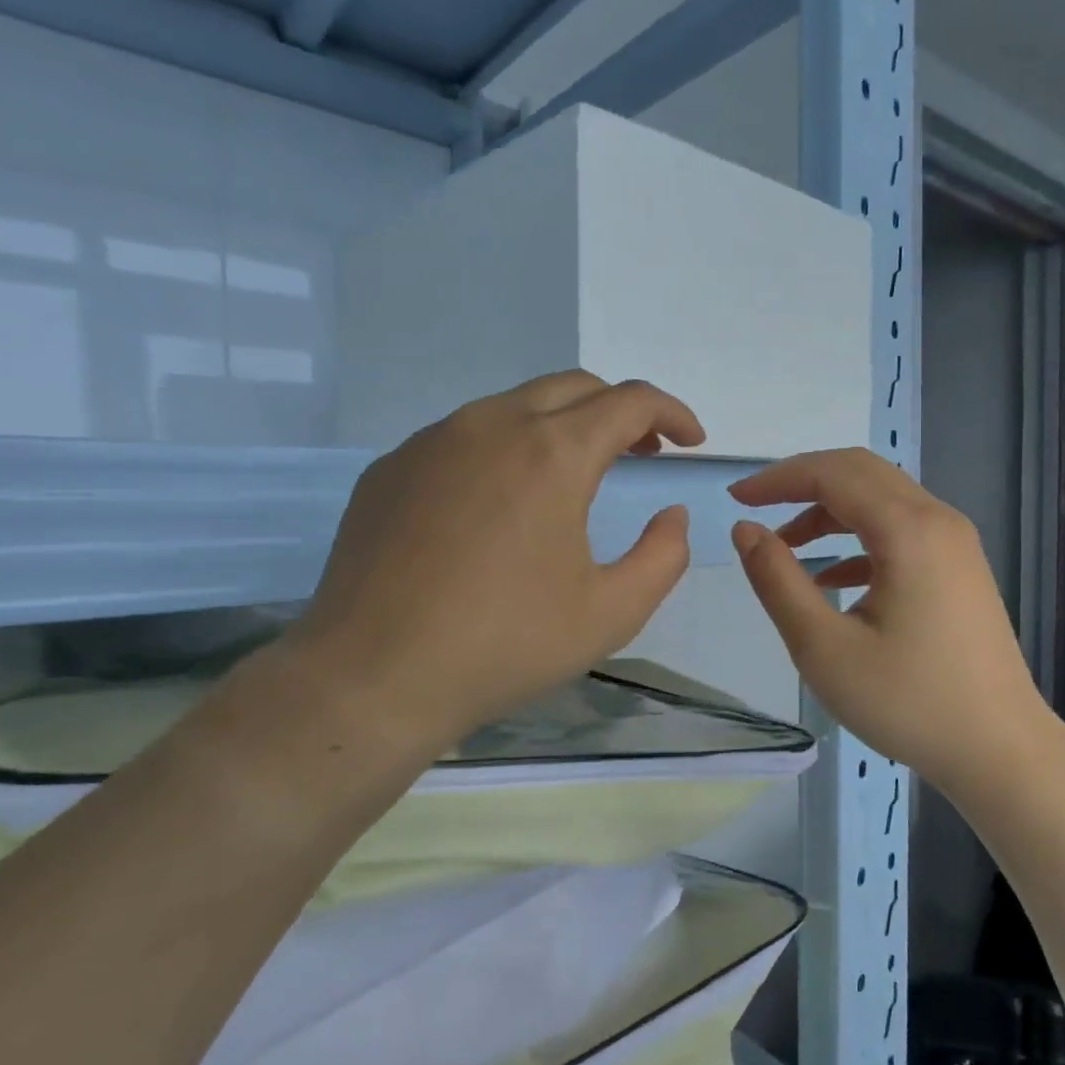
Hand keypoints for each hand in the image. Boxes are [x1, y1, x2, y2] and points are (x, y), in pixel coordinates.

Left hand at [286, 372, 703, 774]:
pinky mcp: (392, 466)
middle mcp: (492, 425)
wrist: (373, 677)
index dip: (672, 413)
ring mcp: (433, 440)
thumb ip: (664, 556)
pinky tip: (504, 503)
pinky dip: (507, 448)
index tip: (691, 442)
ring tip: (577, 476)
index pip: (630, 401)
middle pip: (576, 387)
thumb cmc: (505, 645)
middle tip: (644, 452)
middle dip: (621, 411)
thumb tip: (671, 515)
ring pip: (516, 405)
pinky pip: (465, 436)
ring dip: (563, 426)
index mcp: (553, 453)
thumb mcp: (612, 612)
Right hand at [730, 449, 1056, 792]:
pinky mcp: (961, 569)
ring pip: (883, 500)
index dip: (779, 478)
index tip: (736, 499)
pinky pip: (903, 531)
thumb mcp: (824, 647)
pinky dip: (860, 540)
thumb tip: (745, 529)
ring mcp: (956, 544)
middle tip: (757, 508)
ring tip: (786, 548)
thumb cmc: (909, 702)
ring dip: (830, 512)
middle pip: (861, 473)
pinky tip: (832, 578)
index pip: (833, 474)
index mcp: (908, 529)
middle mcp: (938, 520)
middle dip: (803, 482)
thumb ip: (778, 580)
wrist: (1000, 750)